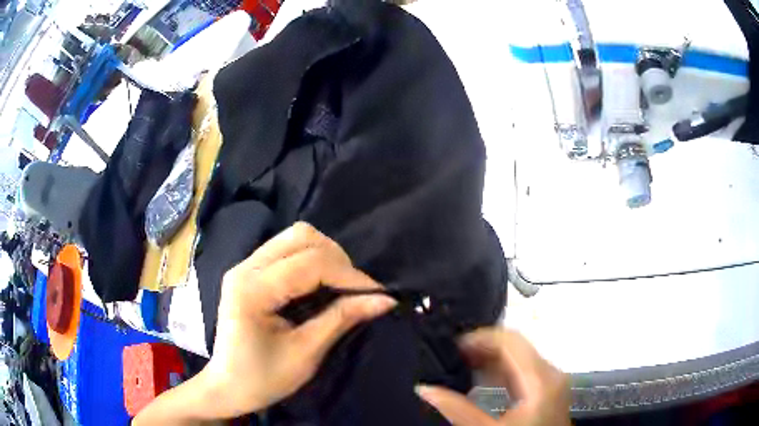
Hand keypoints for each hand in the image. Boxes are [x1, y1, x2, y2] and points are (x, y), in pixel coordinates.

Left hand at [202, 222, 397, 417]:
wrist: (227, 386)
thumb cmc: (263, 379)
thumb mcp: (306, 354)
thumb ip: (342, 319)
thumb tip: (385, 299)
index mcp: (252, 290)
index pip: (310, 263)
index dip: (350, 275)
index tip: (378, 294)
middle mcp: (245, 267)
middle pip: (301, 236)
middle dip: (338, 260)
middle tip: (356, 291)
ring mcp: (245, 265)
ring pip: (295, 237)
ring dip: (326, 256)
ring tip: (341, 286)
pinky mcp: (249, 270)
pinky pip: (287, 249)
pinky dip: (312, 259)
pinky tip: (321, 283)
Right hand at [416, 329, 570, 425]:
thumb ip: (457, 409)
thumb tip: (423, 388)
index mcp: (540, 380)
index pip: (511, 341)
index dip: (480, 337)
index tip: (451, 345)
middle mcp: (550, 373)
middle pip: (516, 346)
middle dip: (482, 347)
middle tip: (450, 355)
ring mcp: (551, 381)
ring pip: (519, 357)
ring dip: (489, 358)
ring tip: (459, 364)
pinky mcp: (548, 390)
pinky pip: (523, 371)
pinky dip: (500, 371)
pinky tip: (479, 379)